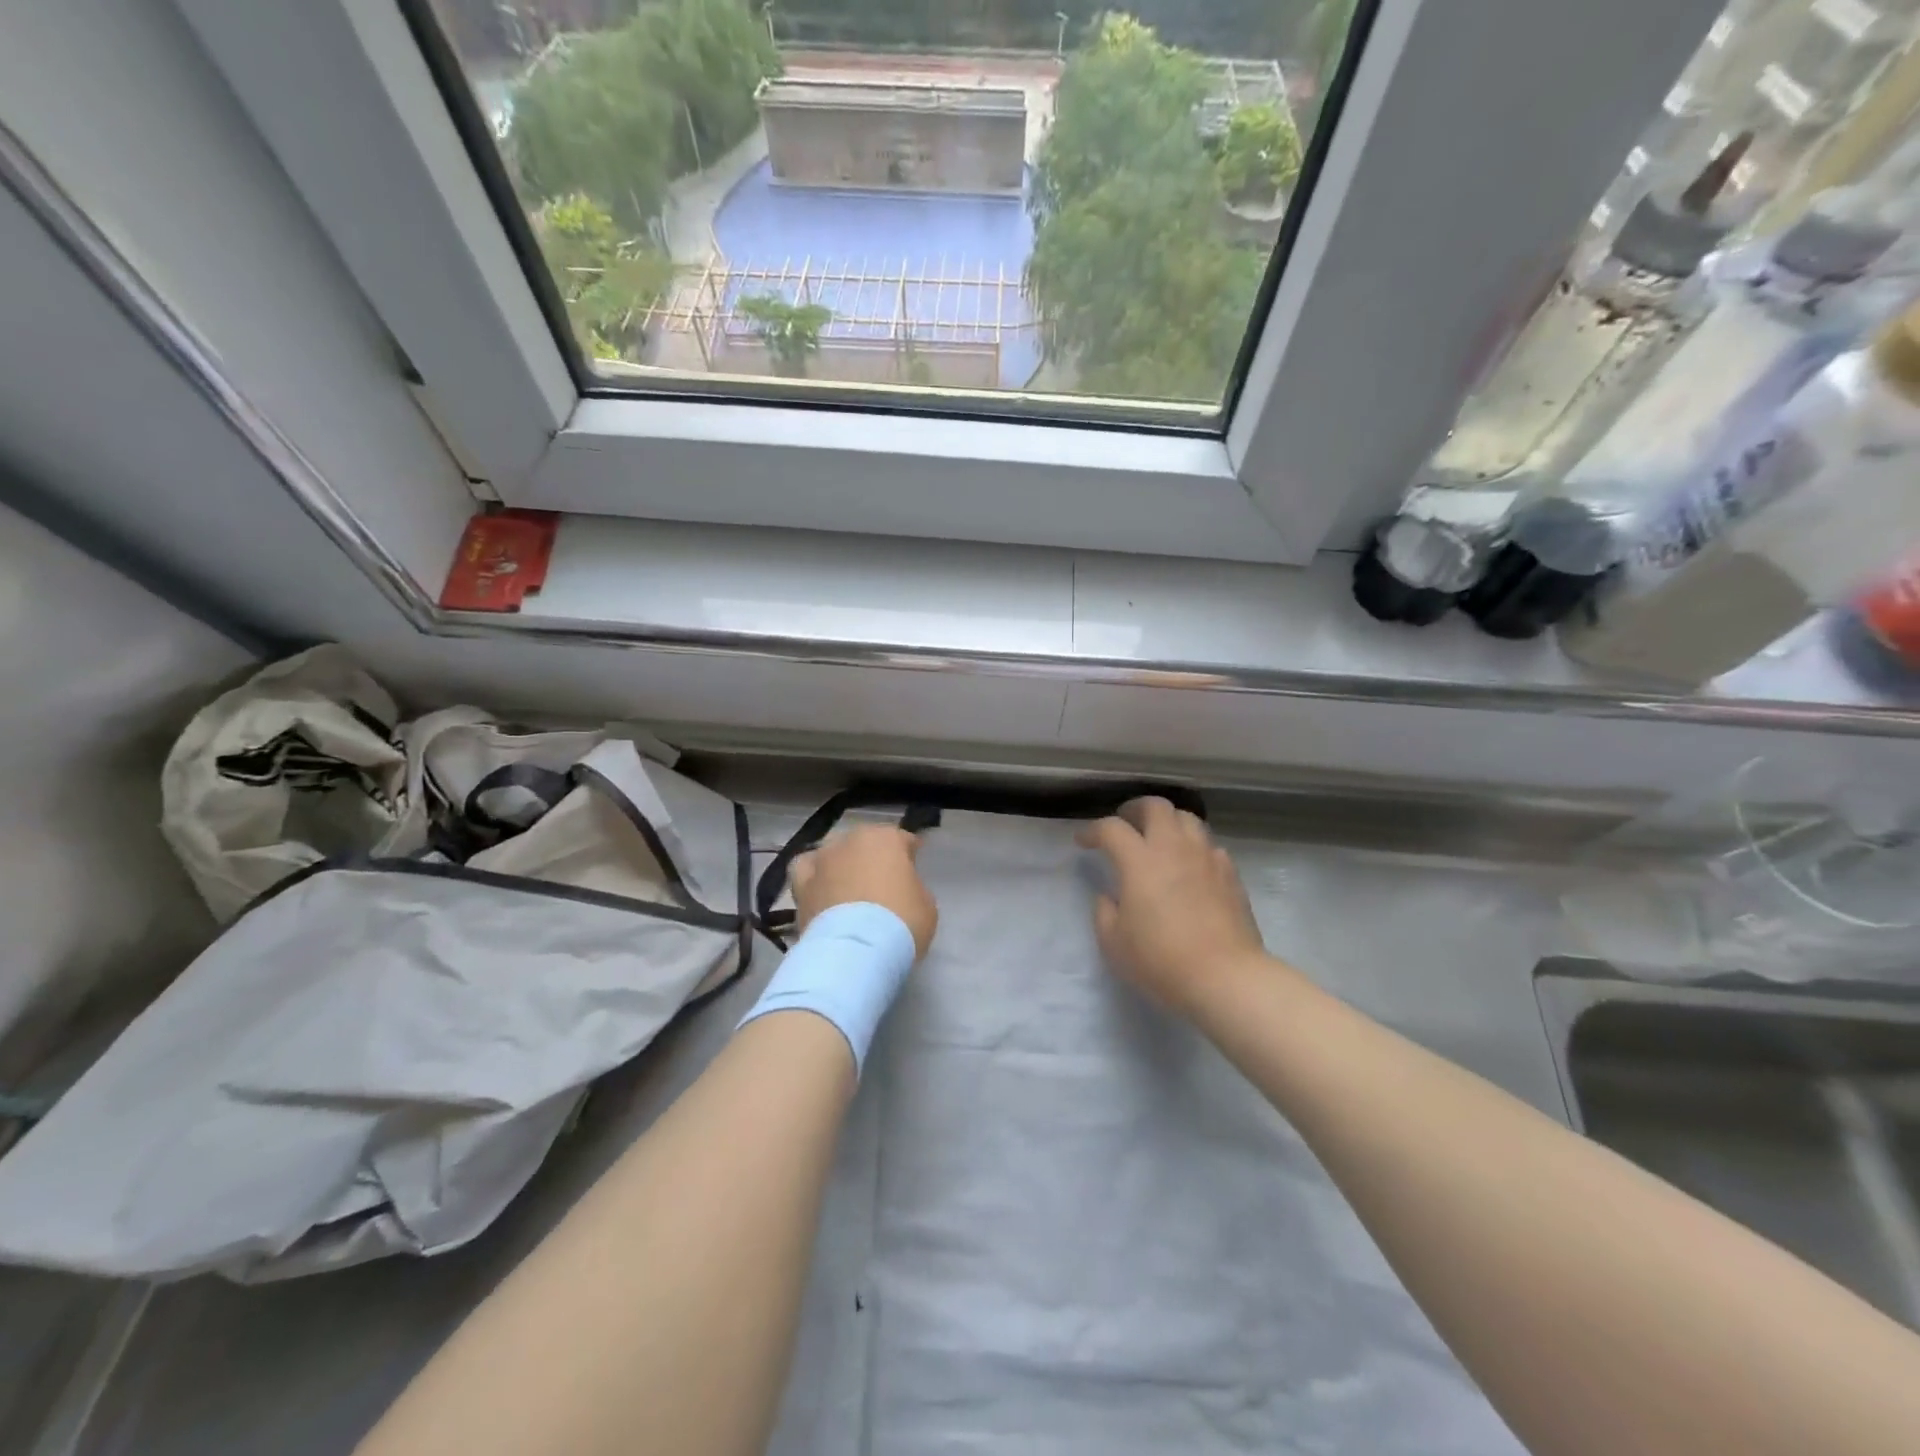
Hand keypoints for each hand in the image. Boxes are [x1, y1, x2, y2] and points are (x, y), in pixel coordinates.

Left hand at [791, 824, 938, 958]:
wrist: (855, 951)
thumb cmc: (901, 923)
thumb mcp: (926, 905)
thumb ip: (912, 887)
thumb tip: (899, 890)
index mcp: (886, 838)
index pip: (903, 839)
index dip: (909, 855)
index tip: (913, 870)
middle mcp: (851, 840)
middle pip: (866, 844)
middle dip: (874, 860)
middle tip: (883, 885)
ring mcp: (822, 860)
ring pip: (835, 855)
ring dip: (843, 867)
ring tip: (850, 890)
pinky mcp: (801, 884)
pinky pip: (808, 872)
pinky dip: (815, 877)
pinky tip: (821, 890)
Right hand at [1077, 797, 1269, 1017]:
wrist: (1225, 977)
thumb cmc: (1161, 961)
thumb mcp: (1114, 943)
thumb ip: (1104, 912)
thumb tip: (1109, 895)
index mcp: (1139, 860)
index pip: (1112, 828)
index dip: (1093, 831)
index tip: (1083, 842)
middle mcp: (1174, 848)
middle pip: (1156, 806)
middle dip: (1135, 808)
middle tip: (1126, 823)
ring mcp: (1206, 858)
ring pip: (1188, 818)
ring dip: (1168, 821)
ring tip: (1160, 838)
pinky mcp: (1230, 874)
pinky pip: (1209, 845)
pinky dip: (1194, 846)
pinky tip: (1190, 865)